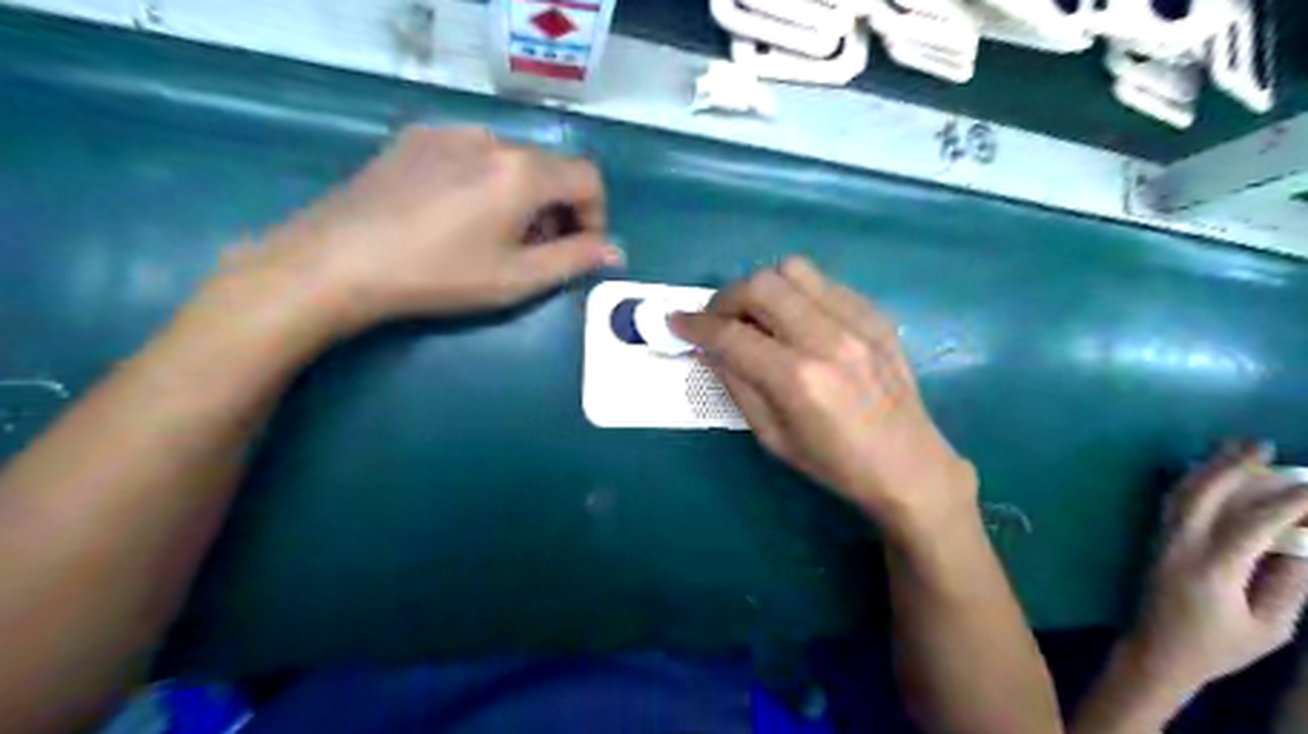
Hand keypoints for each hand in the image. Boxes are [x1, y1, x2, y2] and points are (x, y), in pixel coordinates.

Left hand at [226, 124, 621, 336]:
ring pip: (510, 161)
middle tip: (537, 253)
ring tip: (494, 237)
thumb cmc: (440, 277)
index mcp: (523, 171)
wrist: (338, 262)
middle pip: (549, 168)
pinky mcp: (415, 139)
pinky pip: (471, 154)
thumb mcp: (518, 279)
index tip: (578, 250)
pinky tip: (455, 216)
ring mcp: (449, 133)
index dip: (596, 215)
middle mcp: (492, 138)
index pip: (588, 177)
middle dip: (557, 211)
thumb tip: (615, 251)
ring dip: (522, 197)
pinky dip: (485, 182)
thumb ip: (575, 260)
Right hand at [675, 254, 969, 530]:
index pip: (731, 334)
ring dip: (763, 287)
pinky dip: (798, 294)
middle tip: (718, 320)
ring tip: (758, 315)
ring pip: (793, 270)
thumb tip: (709, 348)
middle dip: (726, 298)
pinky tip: (797, 320)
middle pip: (760, 286)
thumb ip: (737, 384)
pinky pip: (824, 282)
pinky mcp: (876, 315)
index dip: (695, 325)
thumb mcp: (772, 436)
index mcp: (798, 379)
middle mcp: (827, 338)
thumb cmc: (835, 463)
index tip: (676, 321)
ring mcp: (857, 321)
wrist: (910, 465)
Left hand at [1124, 443, 1307, 700]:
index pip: (1251, 523)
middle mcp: (1180, 544)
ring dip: (1209, 466)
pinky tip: (1209, 470)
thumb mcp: (1270, 627)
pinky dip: (1193, 480)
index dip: (1286, 502)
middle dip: (1233, 465)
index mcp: (1212, 568)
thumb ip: (1288, 584)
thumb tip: (1303, 544)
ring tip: (1236, 446)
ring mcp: (1162, 538)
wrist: (1157, 650)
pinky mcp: (1155, 539)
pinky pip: (1172, 501)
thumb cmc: (1218, 646)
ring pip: (1181, 491)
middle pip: (1203, 493)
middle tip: (1264, 444)